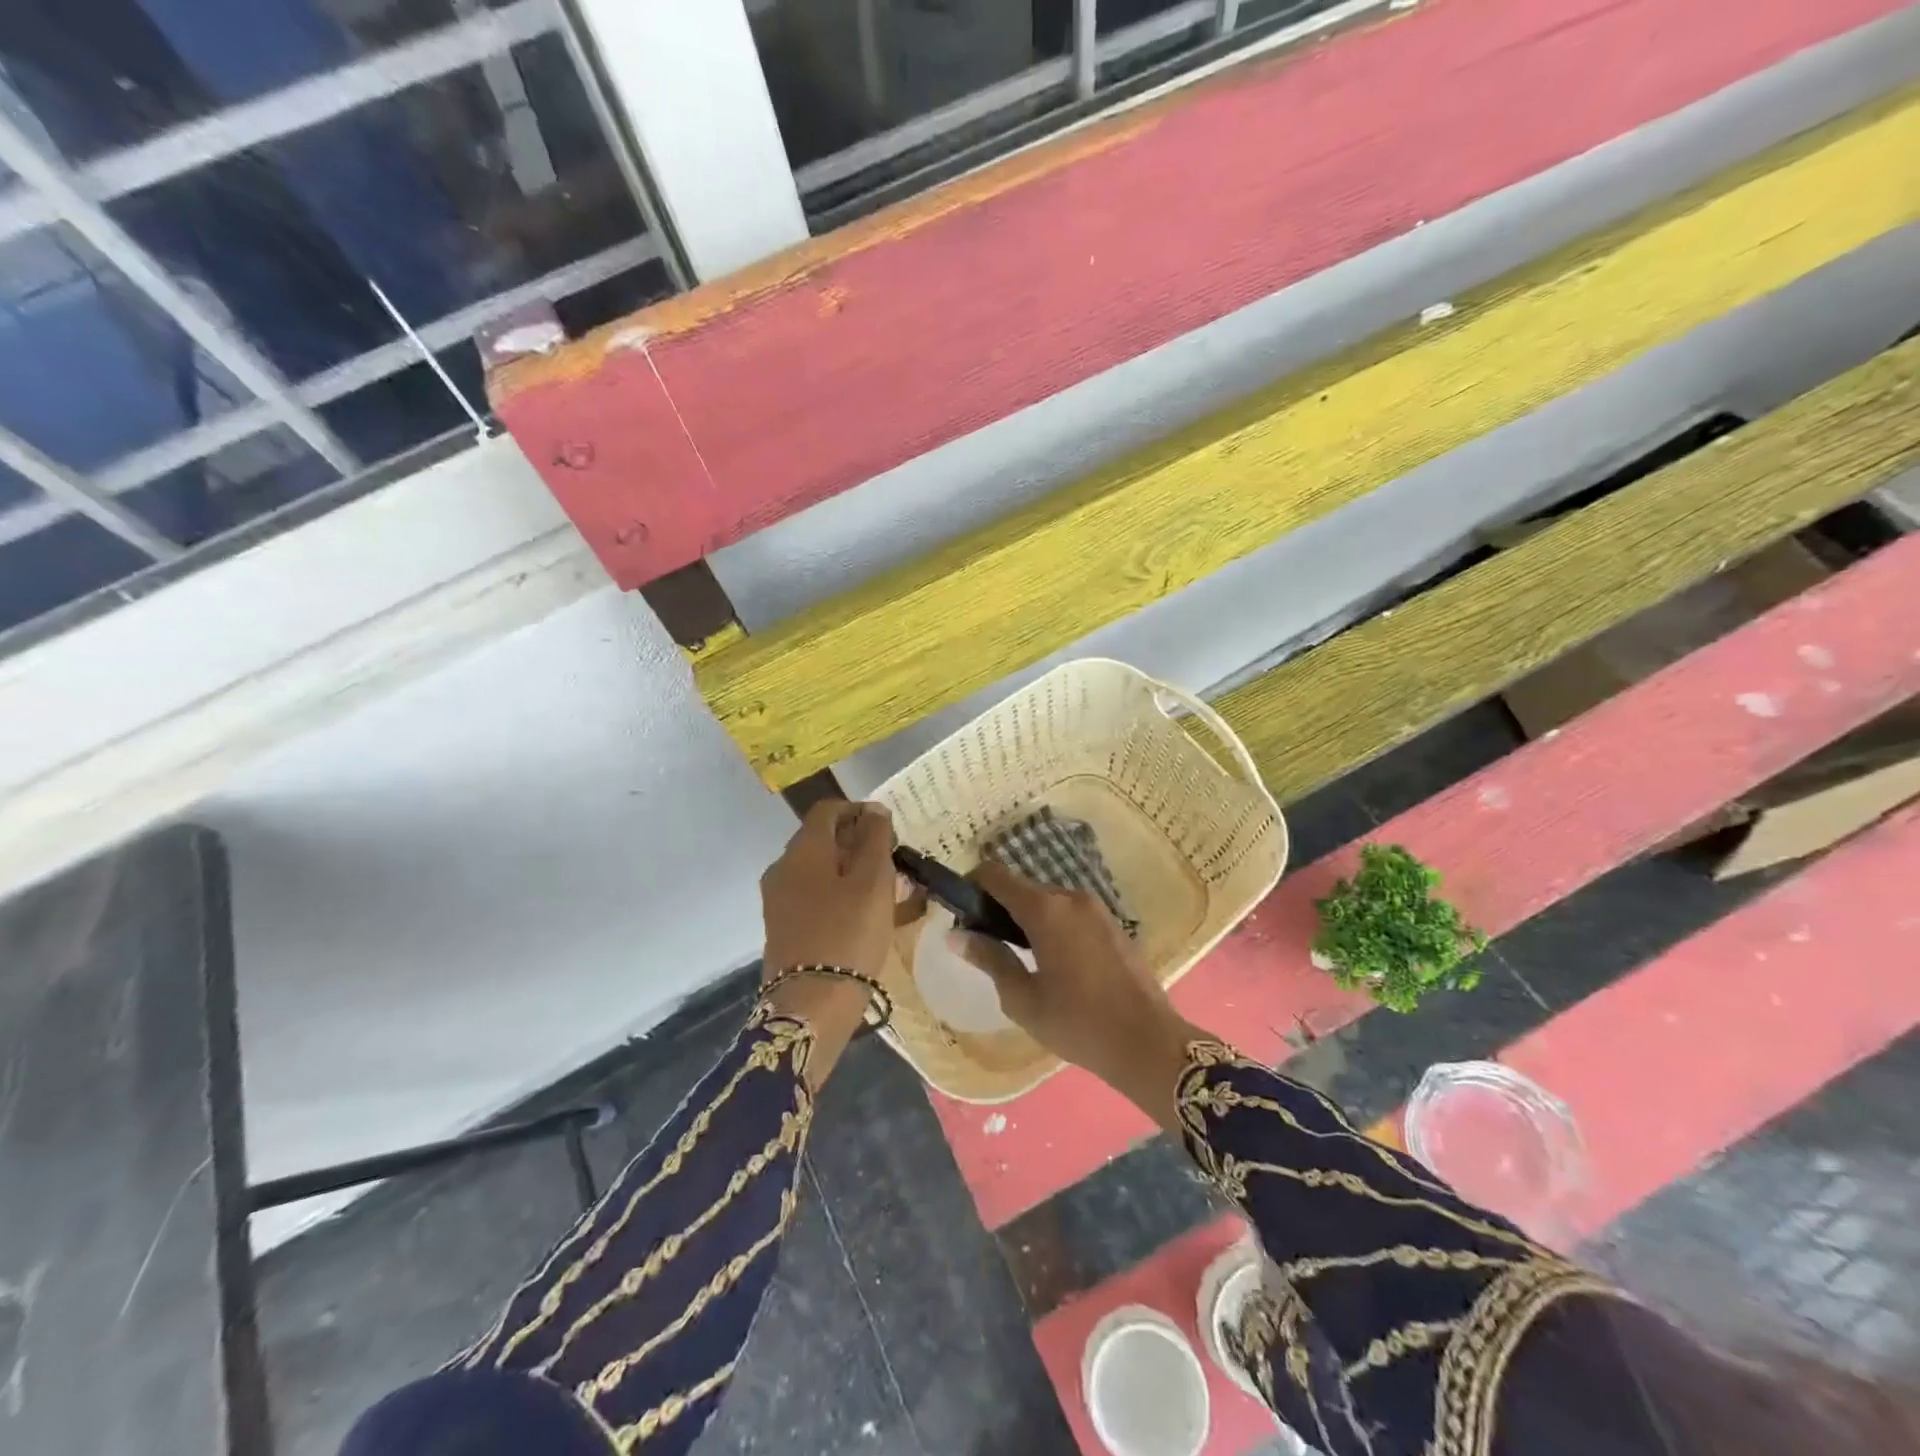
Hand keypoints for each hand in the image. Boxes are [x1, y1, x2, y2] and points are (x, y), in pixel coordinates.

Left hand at [759, 800, 895, 1085]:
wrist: (810, 1005)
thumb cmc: (848, 934)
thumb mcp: (873, 881)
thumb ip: (876, 839)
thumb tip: (875, 810)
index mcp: (802, 850)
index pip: (828, 809)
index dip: (859, 810)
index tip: (888, 829)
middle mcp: (783, 868)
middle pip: (821, 839)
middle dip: (857, 842)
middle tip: (892, 860)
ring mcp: (778, 900)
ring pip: (819, 870)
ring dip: (851, 870)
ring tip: (886, 890)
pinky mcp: (783, 927)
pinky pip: (813, 896)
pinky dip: (838, 894)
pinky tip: (864, 914)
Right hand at [954, 861, 1208, 1129]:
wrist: (1148, 1043)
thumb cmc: (1077, 1023)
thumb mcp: (1023, 999)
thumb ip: (989, 958)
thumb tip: (956, 935)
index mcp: (1045, 909)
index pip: (996, 874)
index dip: (972, 885)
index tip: (961, 912)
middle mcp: (1071, 897)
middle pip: (1023, 887)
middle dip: (999, 906)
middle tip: (986, 944)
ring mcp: (1096, 909)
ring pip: (1048, 901)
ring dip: (1028, 917)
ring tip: (1019, 957)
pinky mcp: (1112, 924)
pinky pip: (1071, 914)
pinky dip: (1053, 925)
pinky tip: (1053, 962)